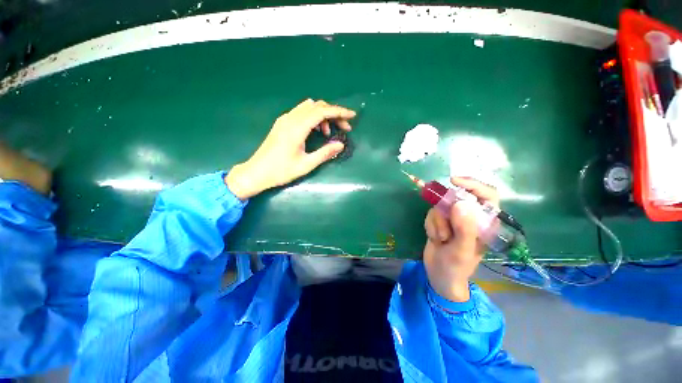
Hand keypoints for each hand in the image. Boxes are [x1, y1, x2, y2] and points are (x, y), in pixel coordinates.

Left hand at [226, 99, 355, 199]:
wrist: (256, 172)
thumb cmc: (281, 171)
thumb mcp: (306, 165)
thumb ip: (324, 153)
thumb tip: (340, 145)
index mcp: (297, 128)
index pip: (322, 112)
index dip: (339, 112)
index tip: (352, 116)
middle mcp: (290, 118)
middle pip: (316, 106)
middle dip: (333, 113)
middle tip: (344, 128)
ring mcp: (285, 119)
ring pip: (309, 107)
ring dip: (323, 115)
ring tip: (329, 133)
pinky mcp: (282, 123)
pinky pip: (302, 113)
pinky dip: (313, 118)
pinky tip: (316, 131)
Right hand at [423, 177, 498, 301]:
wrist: (439, 275)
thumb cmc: (456, 267)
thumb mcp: (461, 250)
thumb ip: (464, 228)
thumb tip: (461, 203)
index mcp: (485, 223)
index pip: (487, 195)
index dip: (473, 185)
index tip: (454, 182)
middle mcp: (470, 218)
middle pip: (458, 198)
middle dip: (446, 209)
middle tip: (441, 220)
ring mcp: (454, 219)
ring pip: (441, 206)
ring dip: (437, 222)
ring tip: (441, 239)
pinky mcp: (441, 222)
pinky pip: (432, 213)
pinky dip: (430, 225)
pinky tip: (435, 238)